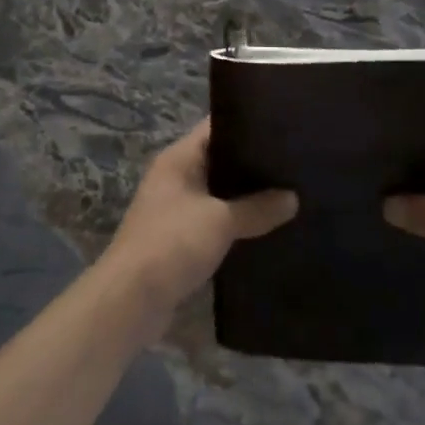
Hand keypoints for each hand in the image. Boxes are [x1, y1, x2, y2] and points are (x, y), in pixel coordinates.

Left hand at [101, 120, 297, 327]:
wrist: (130, 300)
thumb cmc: (172, 243)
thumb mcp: (220, 221)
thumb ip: (257, 208)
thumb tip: (293, 198)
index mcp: (179, 158)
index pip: (216, 127)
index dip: (247, 124)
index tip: (282, 127)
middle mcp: (175, 177)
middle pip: (219, 160)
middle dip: (252, 164)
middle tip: (293, 164)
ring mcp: (175, 208)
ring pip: (218, 193)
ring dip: (245, 198)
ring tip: (288, 195)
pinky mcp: (179, 239)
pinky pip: (214, 221)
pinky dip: (235, 224)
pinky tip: (265, 229)